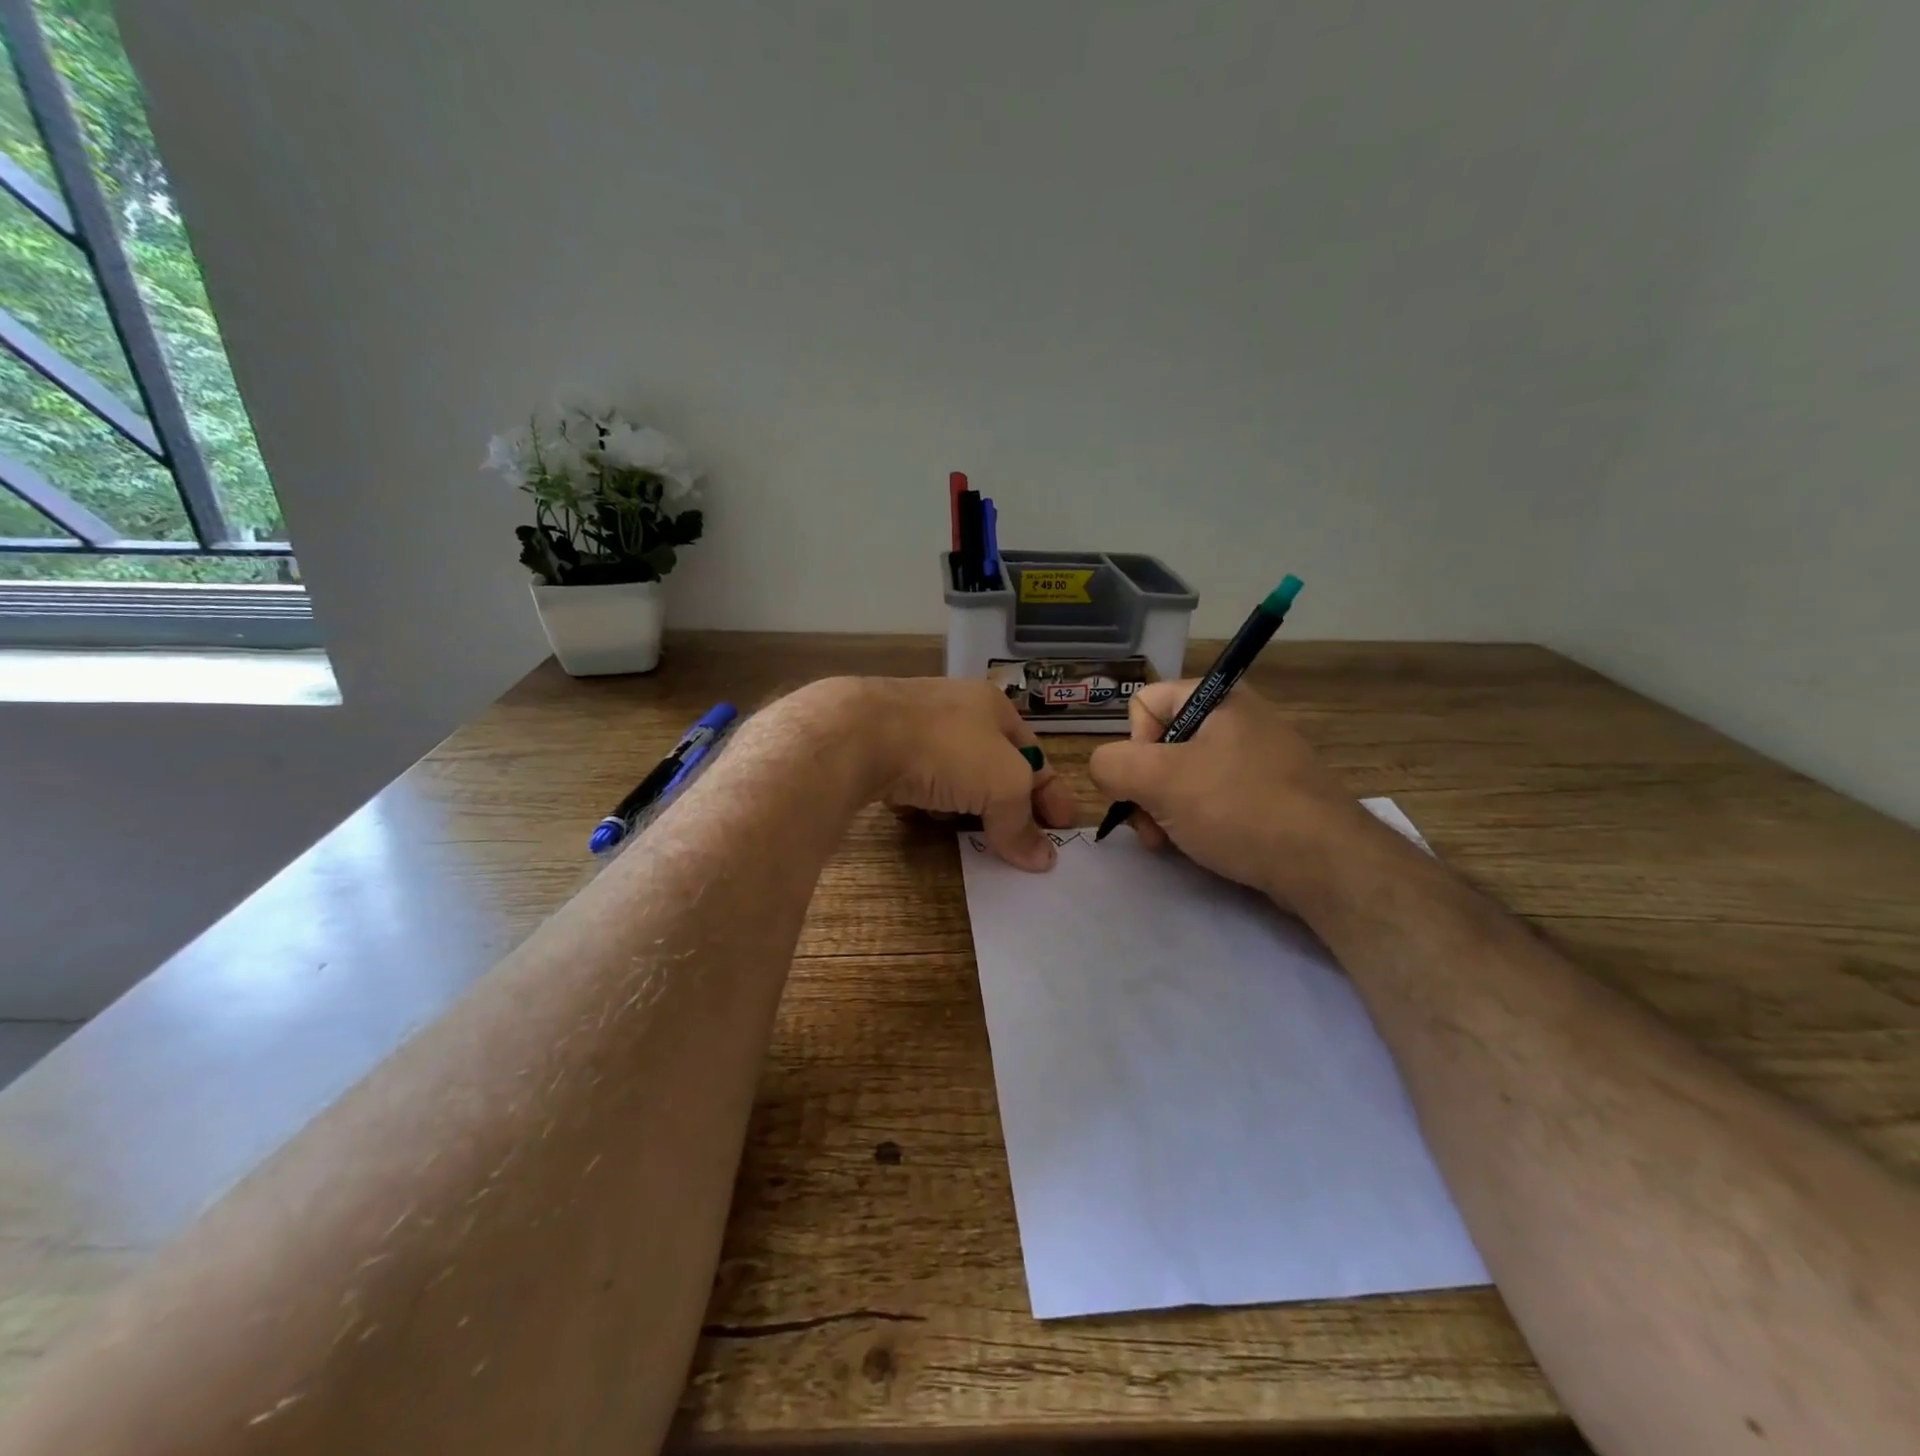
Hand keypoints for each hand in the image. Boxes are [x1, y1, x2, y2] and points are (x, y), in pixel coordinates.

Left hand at [835, 678, 1074, 871]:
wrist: (858, 734)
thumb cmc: (946, 749)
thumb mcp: (1002, 785)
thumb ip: (1021, 823)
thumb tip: (1042, 861)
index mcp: (993, 707)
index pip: (1035, 753)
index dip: (1053, 792)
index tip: (1063, 829)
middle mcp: (955, 709)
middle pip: (992, 765)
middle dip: (1005, 802)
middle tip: (1015, 838)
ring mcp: (913, 725)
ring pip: (951, 773)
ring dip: (962, 803)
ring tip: (966, 832)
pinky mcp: (879, 747)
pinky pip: (913, 780)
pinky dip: (923, 800)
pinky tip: (919, 816)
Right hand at [1087, 679, 1370, 905]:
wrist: (1326, 864)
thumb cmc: (1239, 808)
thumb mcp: (1161, 780)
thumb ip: (1112, 765)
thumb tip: (1106, 770)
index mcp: (1218, 698)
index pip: (1144, 704)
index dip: (1133, 745)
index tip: (1147, 783)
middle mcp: (1238, 720)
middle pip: (1160, 745)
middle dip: (1145, 789)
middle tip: (1153, 827)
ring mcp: (1256, 759)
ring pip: (1182, 777)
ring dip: (1164, 811)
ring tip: (1173, 843)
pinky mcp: (1268, 795)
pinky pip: (1213, 799)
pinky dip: (1196, 822)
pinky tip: (1200, 847)